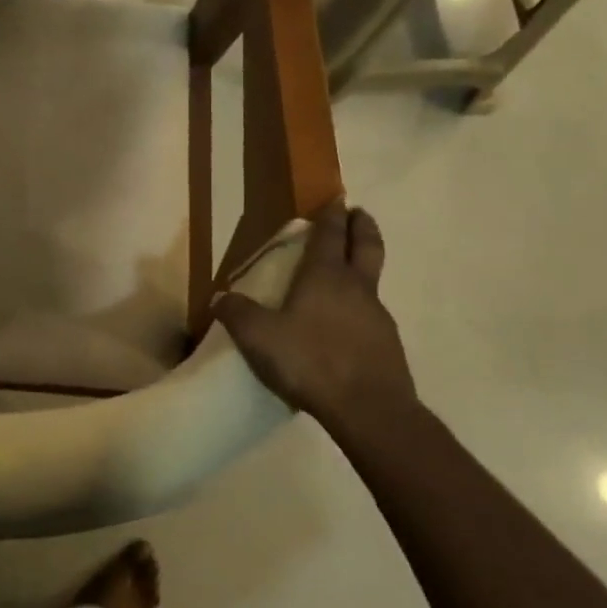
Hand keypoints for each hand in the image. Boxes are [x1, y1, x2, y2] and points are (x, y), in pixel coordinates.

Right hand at [214, 202, 417, 432]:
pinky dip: (361, 304)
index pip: (330, 235)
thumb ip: (236, 314)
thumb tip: (219, 298)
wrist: (369, 409)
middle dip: (361, 226)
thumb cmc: (310, 360)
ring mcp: (377, 315)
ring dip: (363, 264)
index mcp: (324, 276)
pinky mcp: (387, 343)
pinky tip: (348, 322)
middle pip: (366, 245)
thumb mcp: (258, 337)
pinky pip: (372, 312)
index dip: (330, 215)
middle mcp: (356, 287)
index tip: (335, 198)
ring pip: (372, 278)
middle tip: (357, 213)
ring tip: (348, 270)